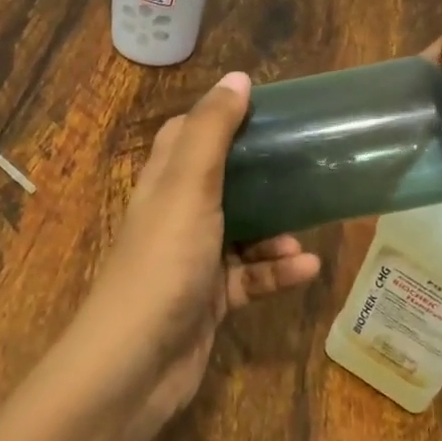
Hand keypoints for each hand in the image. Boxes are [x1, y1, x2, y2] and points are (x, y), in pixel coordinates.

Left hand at [71, 72, 320, 426]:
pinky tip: (306, 270)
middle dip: (262, 177)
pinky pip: (250, 278)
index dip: (222, 118)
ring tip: (306, 233)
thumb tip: (238, 77)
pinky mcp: (209, 301)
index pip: (188, 135)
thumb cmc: (163, 262)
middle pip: (222, 183)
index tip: (268, 110)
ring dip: (275, 232)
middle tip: (305, 167)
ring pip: (242, 234)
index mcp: (164, 183)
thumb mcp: (189, 187)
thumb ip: (212, 131)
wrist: (135, 363)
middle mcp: (176, 217)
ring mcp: (192, 261)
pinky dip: (276, 273)